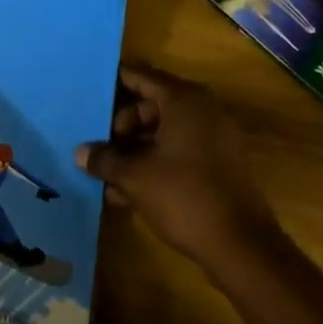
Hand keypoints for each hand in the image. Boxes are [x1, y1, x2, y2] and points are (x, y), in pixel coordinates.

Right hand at [76, 65, 277, 264]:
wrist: (242, 246)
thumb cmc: (183, 196)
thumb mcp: (135, 177)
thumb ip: (105, 159)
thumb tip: (80, 152)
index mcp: (183, 100)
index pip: (141, 77)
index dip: (114, 82)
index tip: (89, 90)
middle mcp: (202, 110)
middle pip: (151, 106)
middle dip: (121, 126)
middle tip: (97, 146)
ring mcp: (215, 137)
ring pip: (164, 133)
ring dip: (135, 150)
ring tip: (106, 175)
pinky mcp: (220, 165)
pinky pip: (179, 152)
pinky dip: (155, 163)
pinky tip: (128, 192)